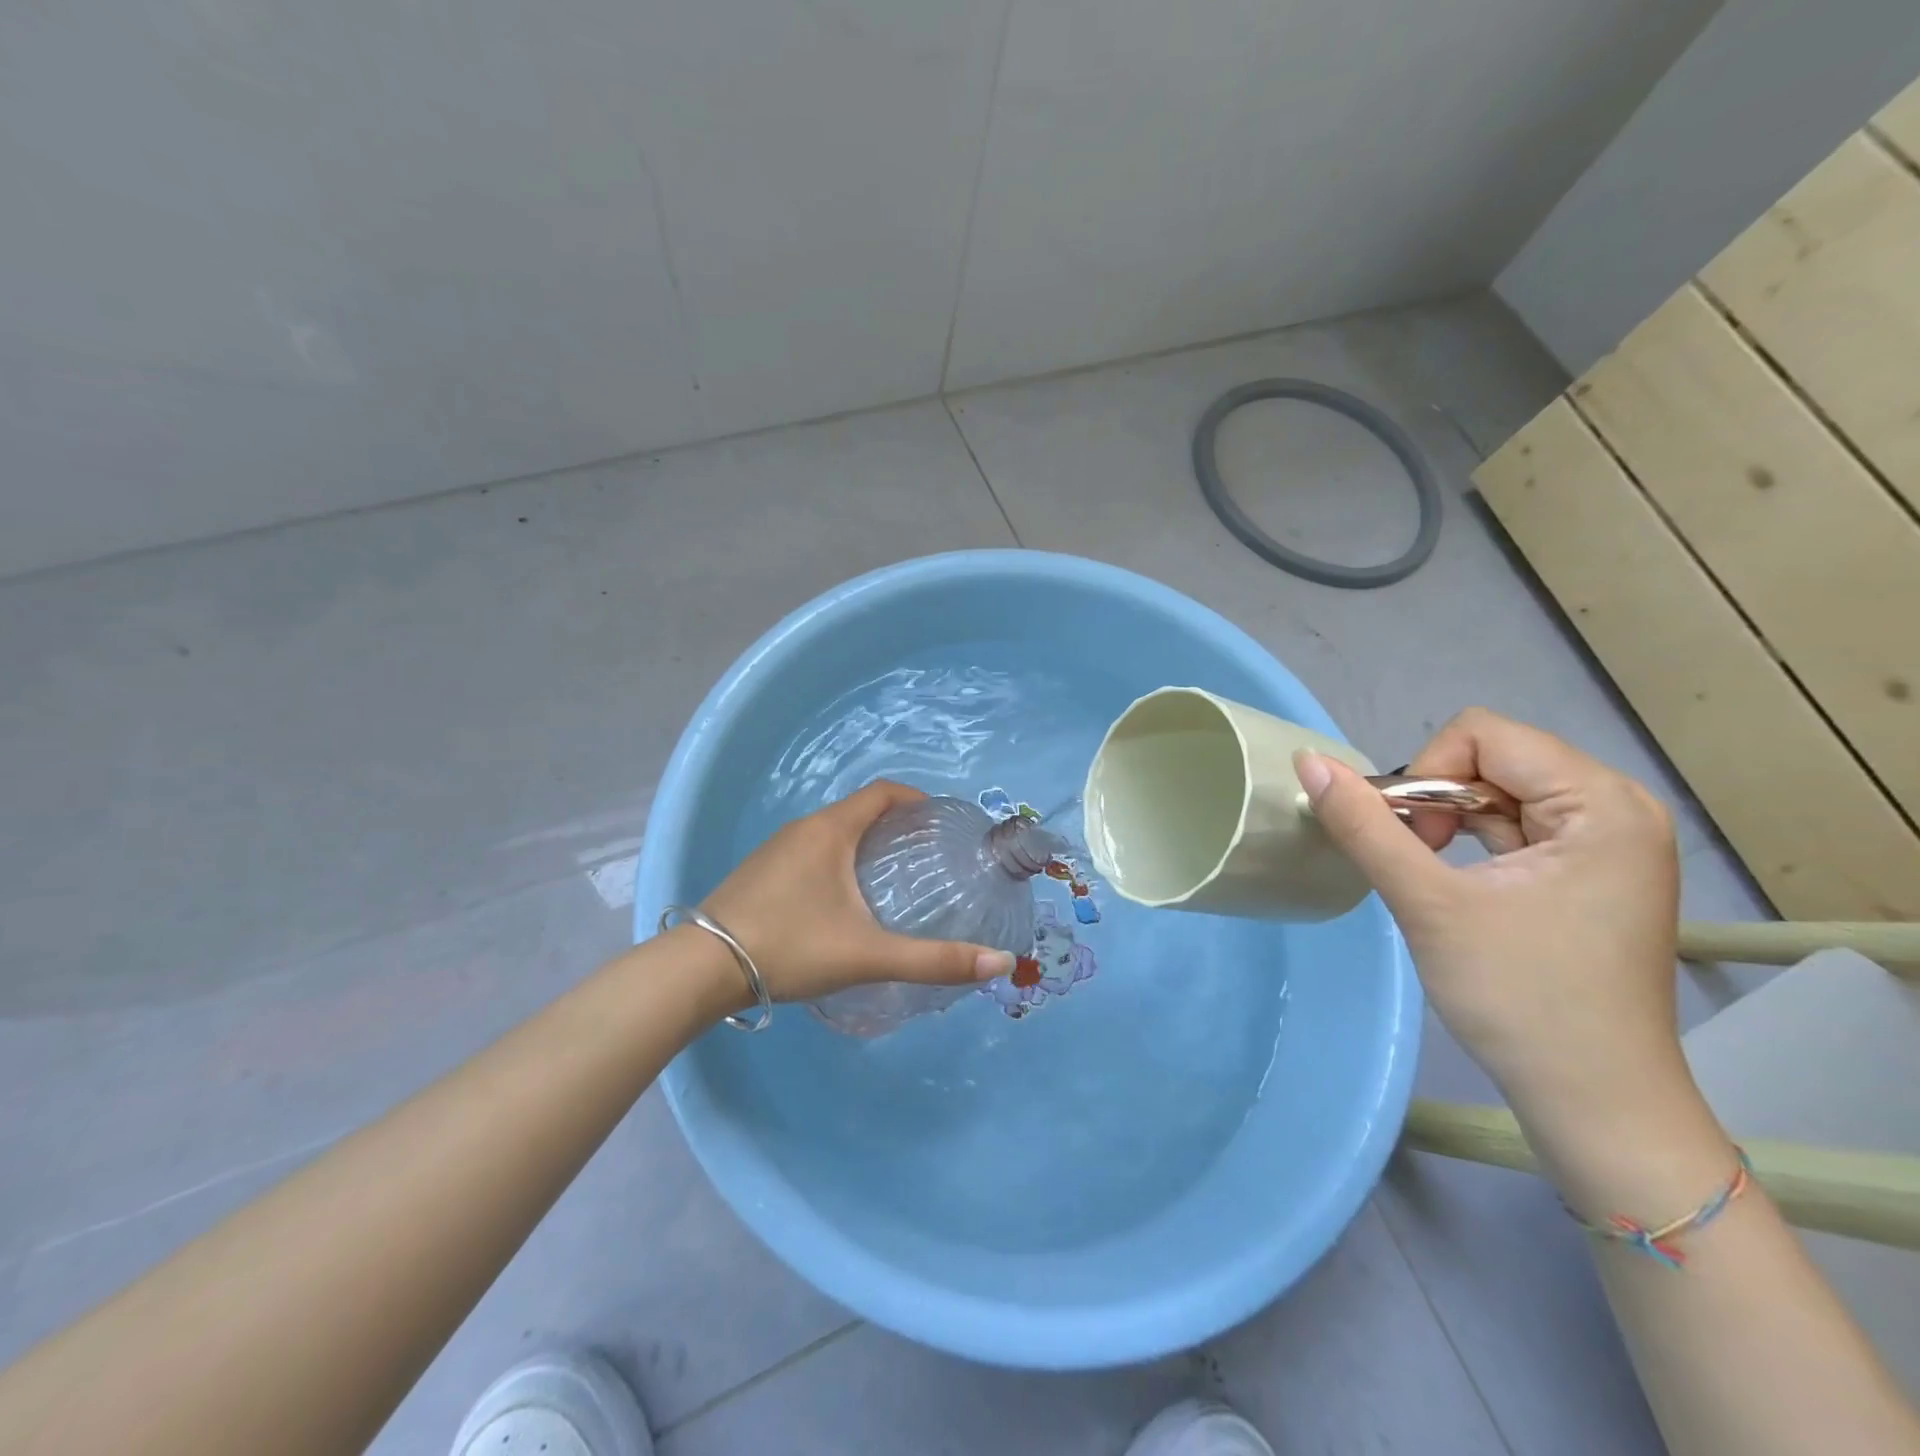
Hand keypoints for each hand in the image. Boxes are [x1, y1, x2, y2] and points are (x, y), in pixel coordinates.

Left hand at [702, 780, 1015, 1003]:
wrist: (700, 969)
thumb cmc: (790, 946)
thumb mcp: (868, 954)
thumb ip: (934, 960)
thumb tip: (1000, 962)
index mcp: (830, 830)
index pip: (882, 793)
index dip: (915, 799)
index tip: (940, 822)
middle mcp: (802, 829)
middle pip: (858, 811)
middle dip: (894, 825)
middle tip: (924, 856)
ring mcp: (775, 850)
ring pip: (831, 832)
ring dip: (863, 843)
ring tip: (890, 878)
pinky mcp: (758, 873)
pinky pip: (809, 851)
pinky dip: (836, 860)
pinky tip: (841, 900)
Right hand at [1296, 708, 1687, 1134]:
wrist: (1595, 1103)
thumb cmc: (1520, 999)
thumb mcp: (1429, 904)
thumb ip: (1365, 826)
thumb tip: (1308, 761)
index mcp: (1602, 803)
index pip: (1483, 735)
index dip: (1426, 775)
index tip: (1413, 842)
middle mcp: (1617, 807)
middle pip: (1493, 757)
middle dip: (1437, 799)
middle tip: (1418, 863)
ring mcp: (1609, 841)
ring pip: (1498, 790)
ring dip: (1449, 821)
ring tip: (1434, 877)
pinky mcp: (1592, 870)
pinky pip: (1516, 824)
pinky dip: (1472, 841)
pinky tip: (1460, 885)